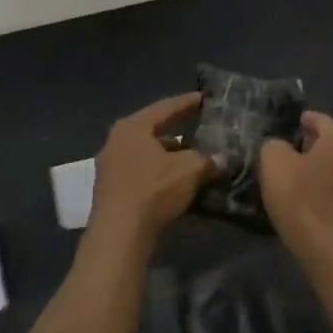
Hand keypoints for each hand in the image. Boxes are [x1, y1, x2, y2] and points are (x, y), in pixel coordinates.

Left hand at [89, 93, 211, 245]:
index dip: (187, 103)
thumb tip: (222, 159)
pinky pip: (140, 171)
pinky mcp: (111, 190)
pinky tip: (176, 180)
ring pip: (147, 153)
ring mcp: (110, 166)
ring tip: (192, 156)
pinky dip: (159, 172)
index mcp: (133, 127)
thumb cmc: (153, 190)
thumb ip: (207, 160)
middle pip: (153, 130)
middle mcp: (117, 141)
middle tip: (198, 126)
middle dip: (178, 130)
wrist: (118, 235)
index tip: (203, 98)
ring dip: (169, 155)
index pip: (165, 107)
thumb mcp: (189, 170)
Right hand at [260, 111, 332, 254]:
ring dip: (321, 167)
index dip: (306, 119)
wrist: (328, 248)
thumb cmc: (301, 196)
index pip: (321, 119)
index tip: (294, 121)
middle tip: (292, 148)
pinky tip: (310, 197)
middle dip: (314, 144)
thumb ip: (274, 145)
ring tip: (299, 174)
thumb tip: (280, 147)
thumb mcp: (274, 161)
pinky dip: (327, 188)